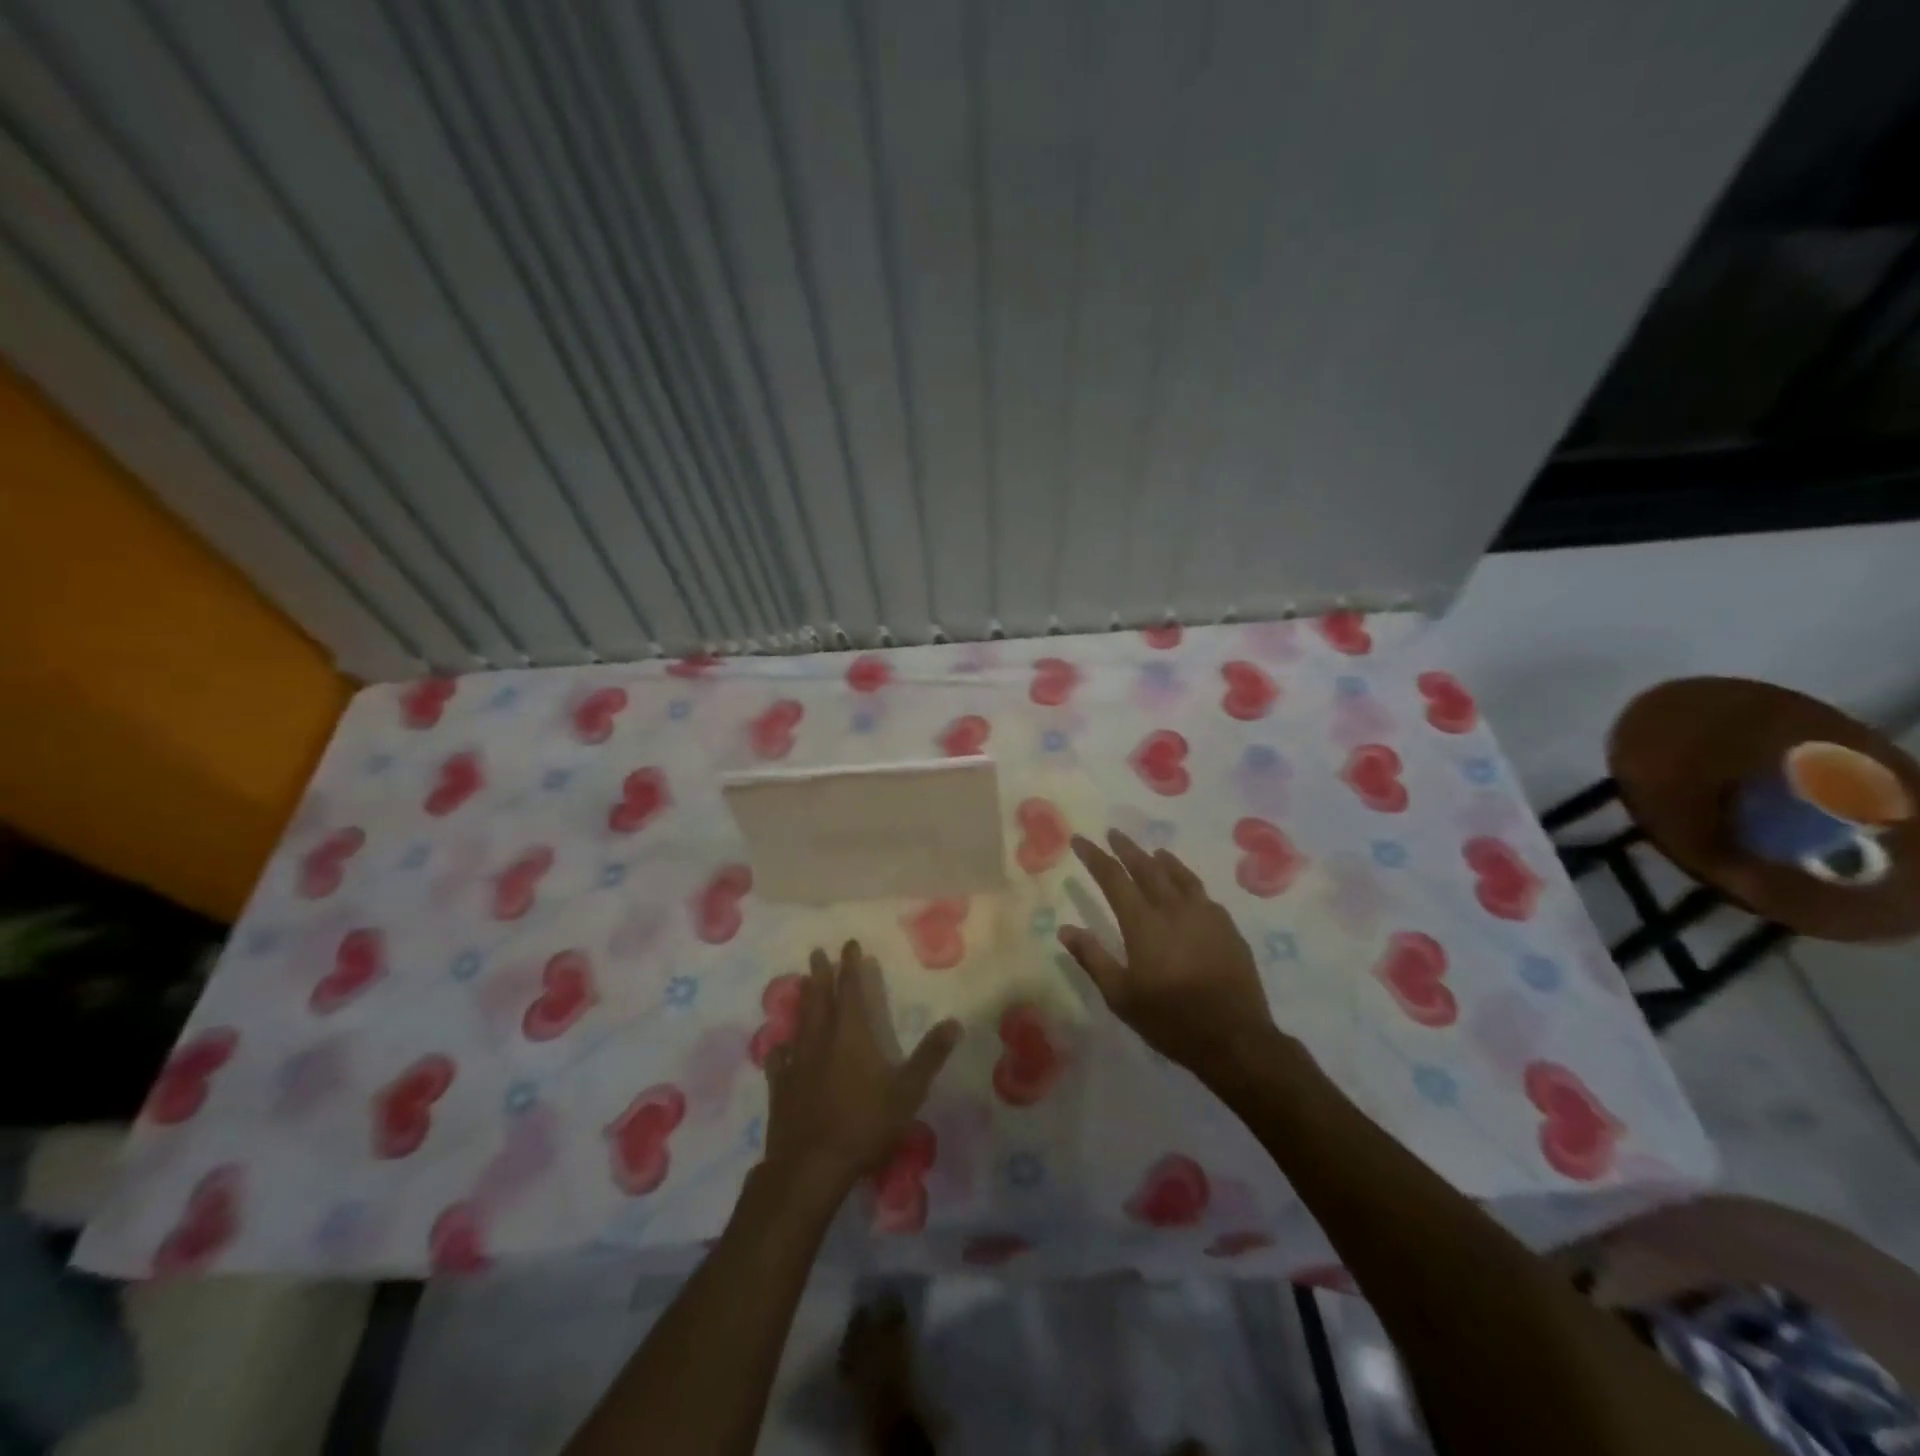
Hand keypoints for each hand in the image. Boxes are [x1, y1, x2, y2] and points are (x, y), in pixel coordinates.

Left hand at [761, 941, 961, 1201]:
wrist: (811, 1165)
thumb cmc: (864, 1124)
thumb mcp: (907, 1091)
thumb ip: (930, 1056)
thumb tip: (954, 1023)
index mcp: (852, 1034)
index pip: (851, 990)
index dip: (851, 966)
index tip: (849, 944)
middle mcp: (821, 1039)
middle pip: (820, 998)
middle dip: (821, 973)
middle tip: (817, 952)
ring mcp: (797, 1062)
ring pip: (800, 1021)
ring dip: (803, 1000)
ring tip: (801, 983)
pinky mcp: (780, 1087)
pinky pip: (780, 1058)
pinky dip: (782, 1046)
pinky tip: (781, 1046)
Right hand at [1058, 831, 1278, 1075]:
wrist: (1235, 1038)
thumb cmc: (1170, 1019)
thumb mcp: (1121, 996)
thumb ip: (1093, 958)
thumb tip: (1065, 929)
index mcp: (1143, 923)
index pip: (1113, 878)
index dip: (1095, 857)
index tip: (1081, 840)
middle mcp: (1173, 909)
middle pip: (1147, 867)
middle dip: (1127, 848)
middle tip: (1114, 833)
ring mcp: (1205, 915)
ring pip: (1179, 876)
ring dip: (1162, 860)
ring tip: (1153, 851)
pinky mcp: (1227, 928)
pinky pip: (1203, 893)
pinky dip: (1188, 881)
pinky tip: (1188, 888)